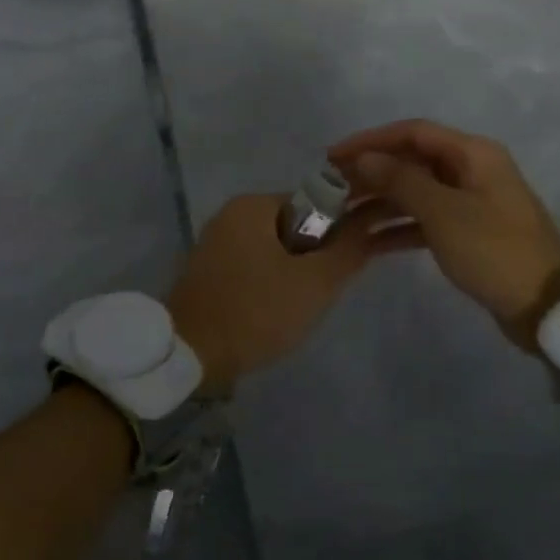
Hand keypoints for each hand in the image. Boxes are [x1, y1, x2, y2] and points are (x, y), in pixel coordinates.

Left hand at [167, 193, 415, 392]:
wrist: (187, 355)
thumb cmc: (255, 311)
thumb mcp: (314, 282)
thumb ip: (349, 249)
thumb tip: (372, 222)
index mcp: (254, 204)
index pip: (317, 204)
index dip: (339, 234)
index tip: (340, 270)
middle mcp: (232, 213)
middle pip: (297, 226)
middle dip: (316, 258)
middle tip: (318, 294)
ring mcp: (217, 241)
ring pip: (277, 249)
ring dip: (295, 274)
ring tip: (296, 308)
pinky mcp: (209, 269)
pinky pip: (255, 265)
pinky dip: (271, 283)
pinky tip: (272, 312)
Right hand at [329, 119, 559, 353]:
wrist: (546, 305)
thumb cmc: (493, 250)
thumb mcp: (443, 212)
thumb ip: (400, 180)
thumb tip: (364, 157)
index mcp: (472, 154)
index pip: (412, 133)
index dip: (371, 140)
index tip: (333, 156)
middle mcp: (471, 170)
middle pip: (412, 161)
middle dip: (372, 172)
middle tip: (333, 188)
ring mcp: (470, 202)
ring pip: (416, 191)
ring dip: (381, 200)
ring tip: (342, 214)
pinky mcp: (468, 232)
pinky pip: (425, 219)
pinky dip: (398, 227)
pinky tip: (368, 242)